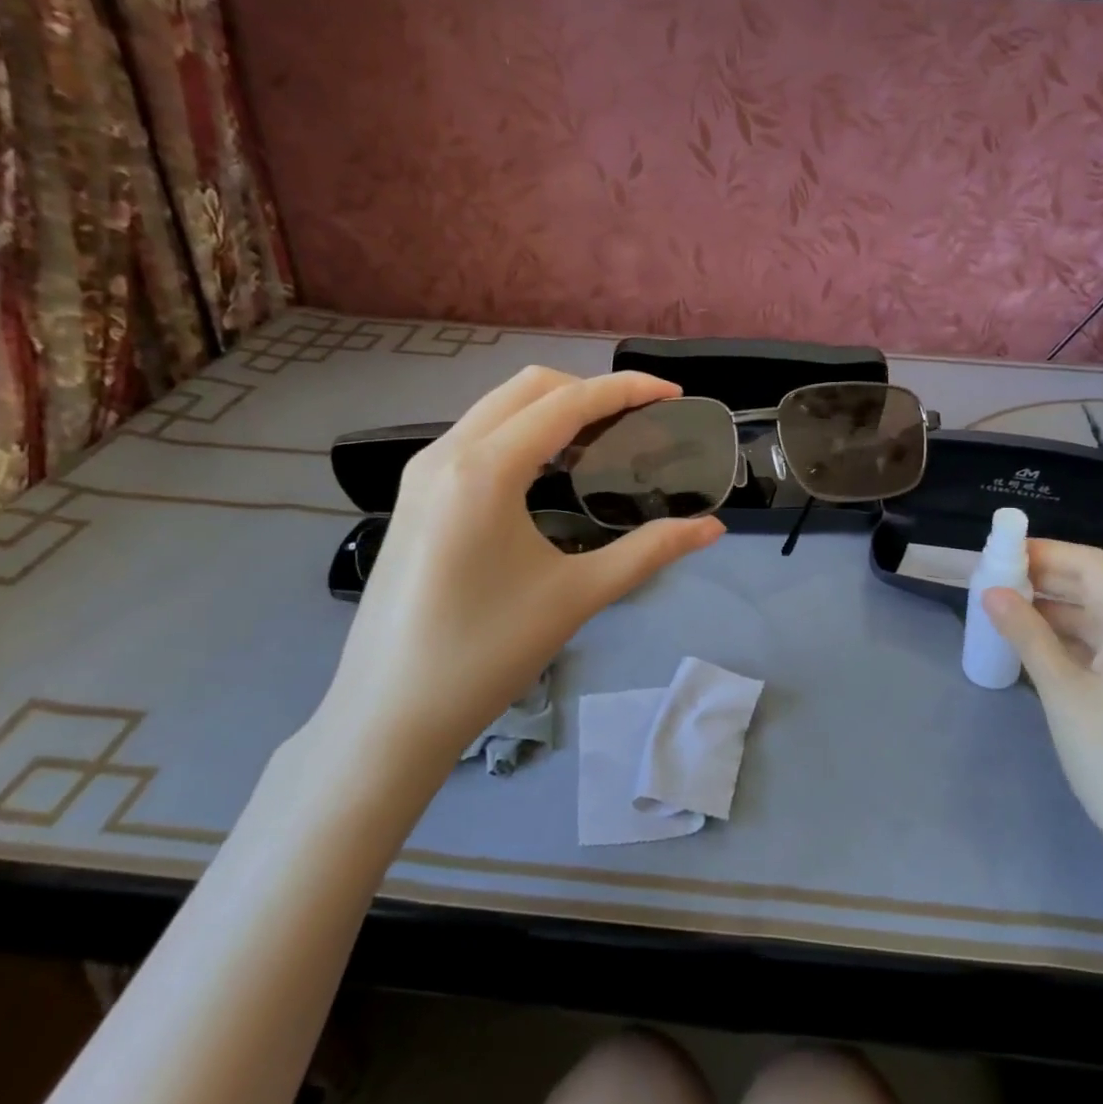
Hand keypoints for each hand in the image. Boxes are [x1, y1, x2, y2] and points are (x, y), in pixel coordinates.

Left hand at [314, 368, 723, 801]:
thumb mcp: (577, 596)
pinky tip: (549, 472)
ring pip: (497, 408)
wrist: (389, 715)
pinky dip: (522, 434)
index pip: (567, 403)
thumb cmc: (486, 654)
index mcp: (484, 470)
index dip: (625, 390)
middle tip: (638, 421)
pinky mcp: (413, 495)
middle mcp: (446, 453)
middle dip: (589, 391)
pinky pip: (476, 436)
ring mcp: (422, 472)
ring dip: (554, 411)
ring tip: (602, 442)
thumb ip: (650, 552)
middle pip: (528, 388)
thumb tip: (713, 527)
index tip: (672, 393)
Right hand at [985, 541, 1102, 868]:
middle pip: (1091, 584)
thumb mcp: (1063, 691)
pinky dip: (1062, 635)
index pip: (1088, 562)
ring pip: (1091, 615)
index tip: (996, 552)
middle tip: (990, 579)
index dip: (1043, 551)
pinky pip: (1096, 643)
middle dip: (1041, 576)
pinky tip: (1029, 643)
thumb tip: (991, 591)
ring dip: (1049, 606)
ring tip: (1000, 608)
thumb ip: (1027, 634)